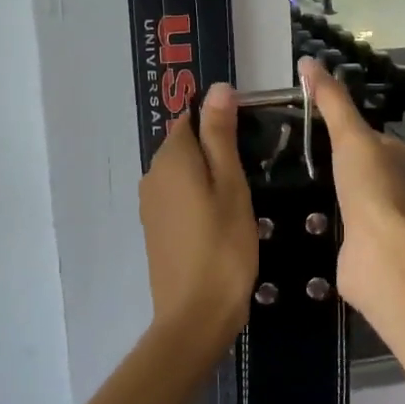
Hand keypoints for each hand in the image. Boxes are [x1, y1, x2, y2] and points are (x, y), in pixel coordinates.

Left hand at [139, 82, 257, 351]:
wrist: (195, 315)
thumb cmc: (223, 247)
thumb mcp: (231, 186)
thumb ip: (221, 136)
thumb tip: (217, 88)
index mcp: (171, 159)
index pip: (189, 118)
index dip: (219, 120)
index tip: (251, 138)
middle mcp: (152, 175)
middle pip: (184, 145)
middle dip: (214, 147)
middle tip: (254, 167)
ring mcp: (151, 204)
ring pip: (182, 172)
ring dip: (208, 173)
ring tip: (243, 192)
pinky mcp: (155, 229)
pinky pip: (177, 196)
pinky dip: (198, 196)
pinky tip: (222, 216)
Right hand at [297, 57, 404, 322]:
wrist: (380, 255)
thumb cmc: (371, 188)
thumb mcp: (350, 134)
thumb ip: (330, 100)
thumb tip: (308, 61)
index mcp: (393, 157)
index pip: (362, 133)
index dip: (335, 123)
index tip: (295, 118)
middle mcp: (386, 186)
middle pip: (349, 165)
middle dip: (320, 160)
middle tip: (276, 151)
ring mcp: (371, 218)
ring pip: (338, 196)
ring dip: (314, 192)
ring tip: (272, 182)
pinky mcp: (354, 246)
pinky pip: (328, 225)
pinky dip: (311, 220)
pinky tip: (283, 217)